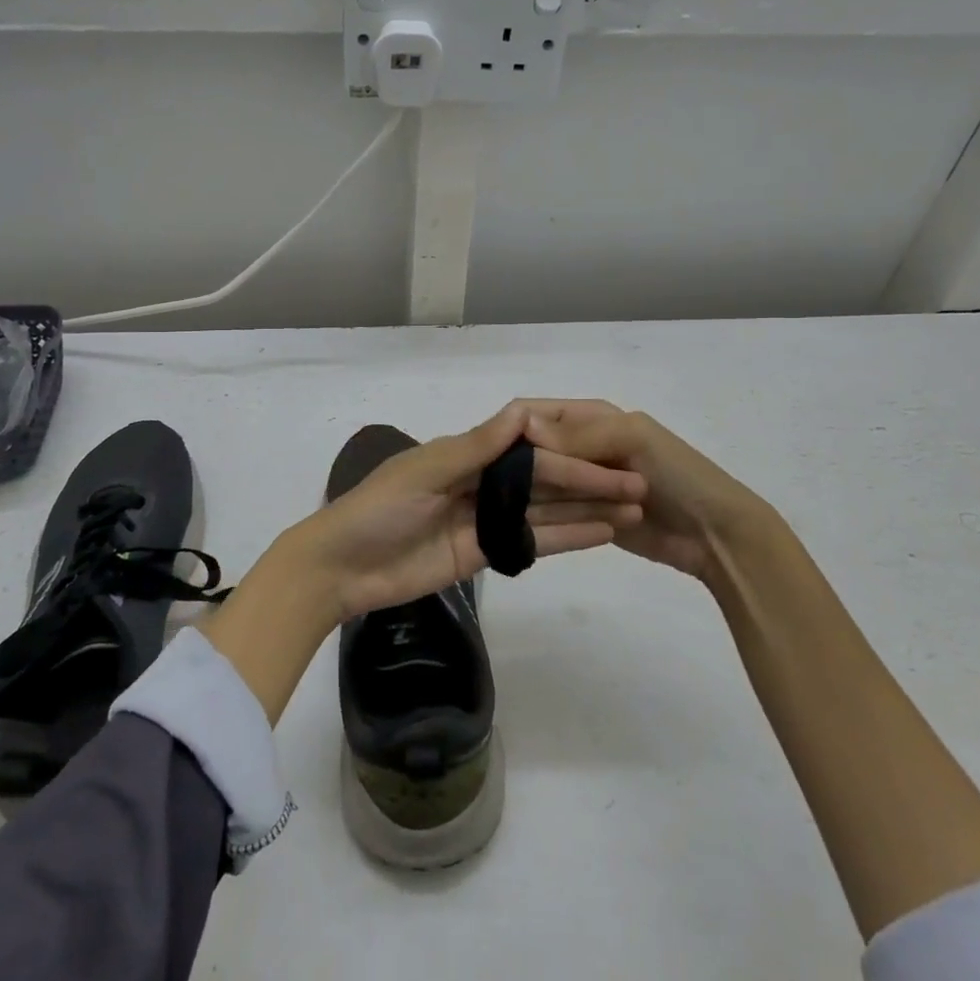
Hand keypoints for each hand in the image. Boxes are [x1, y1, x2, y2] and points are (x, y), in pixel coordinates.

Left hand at [295, 402, 646, 620]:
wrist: (340, 569)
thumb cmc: (377, 510)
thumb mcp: (424, 474)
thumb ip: (476, 447)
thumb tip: (523, 411)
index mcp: (466, 453)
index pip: (530, 448)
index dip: (571, 452)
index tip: (612, 454)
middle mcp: (481, 481)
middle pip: (545, 480)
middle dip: (590, 482)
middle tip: (639, 487)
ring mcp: (484, 519)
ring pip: (545, 511)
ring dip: (587, 510)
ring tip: (633, 509)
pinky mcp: (483, 553)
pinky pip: (530, 543)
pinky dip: (565, 538)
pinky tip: (603, 534)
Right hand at [519, 400, 793, 581]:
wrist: (716, 534)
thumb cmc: (679, 475)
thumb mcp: (633, 440)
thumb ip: (579, 435)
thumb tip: (522, 427)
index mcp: (590, 417)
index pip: (535, 413)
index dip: (514, 427)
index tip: (491, 453)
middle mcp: (579, 446)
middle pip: (533, 449)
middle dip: (522, 466)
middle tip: (503, 488)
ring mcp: (580, 483)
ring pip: (540, 484)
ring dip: (536, 495)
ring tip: (525, 509)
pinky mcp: (584, 515)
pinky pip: (555, 513)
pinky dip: (549, 518)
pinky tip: (536, 526)